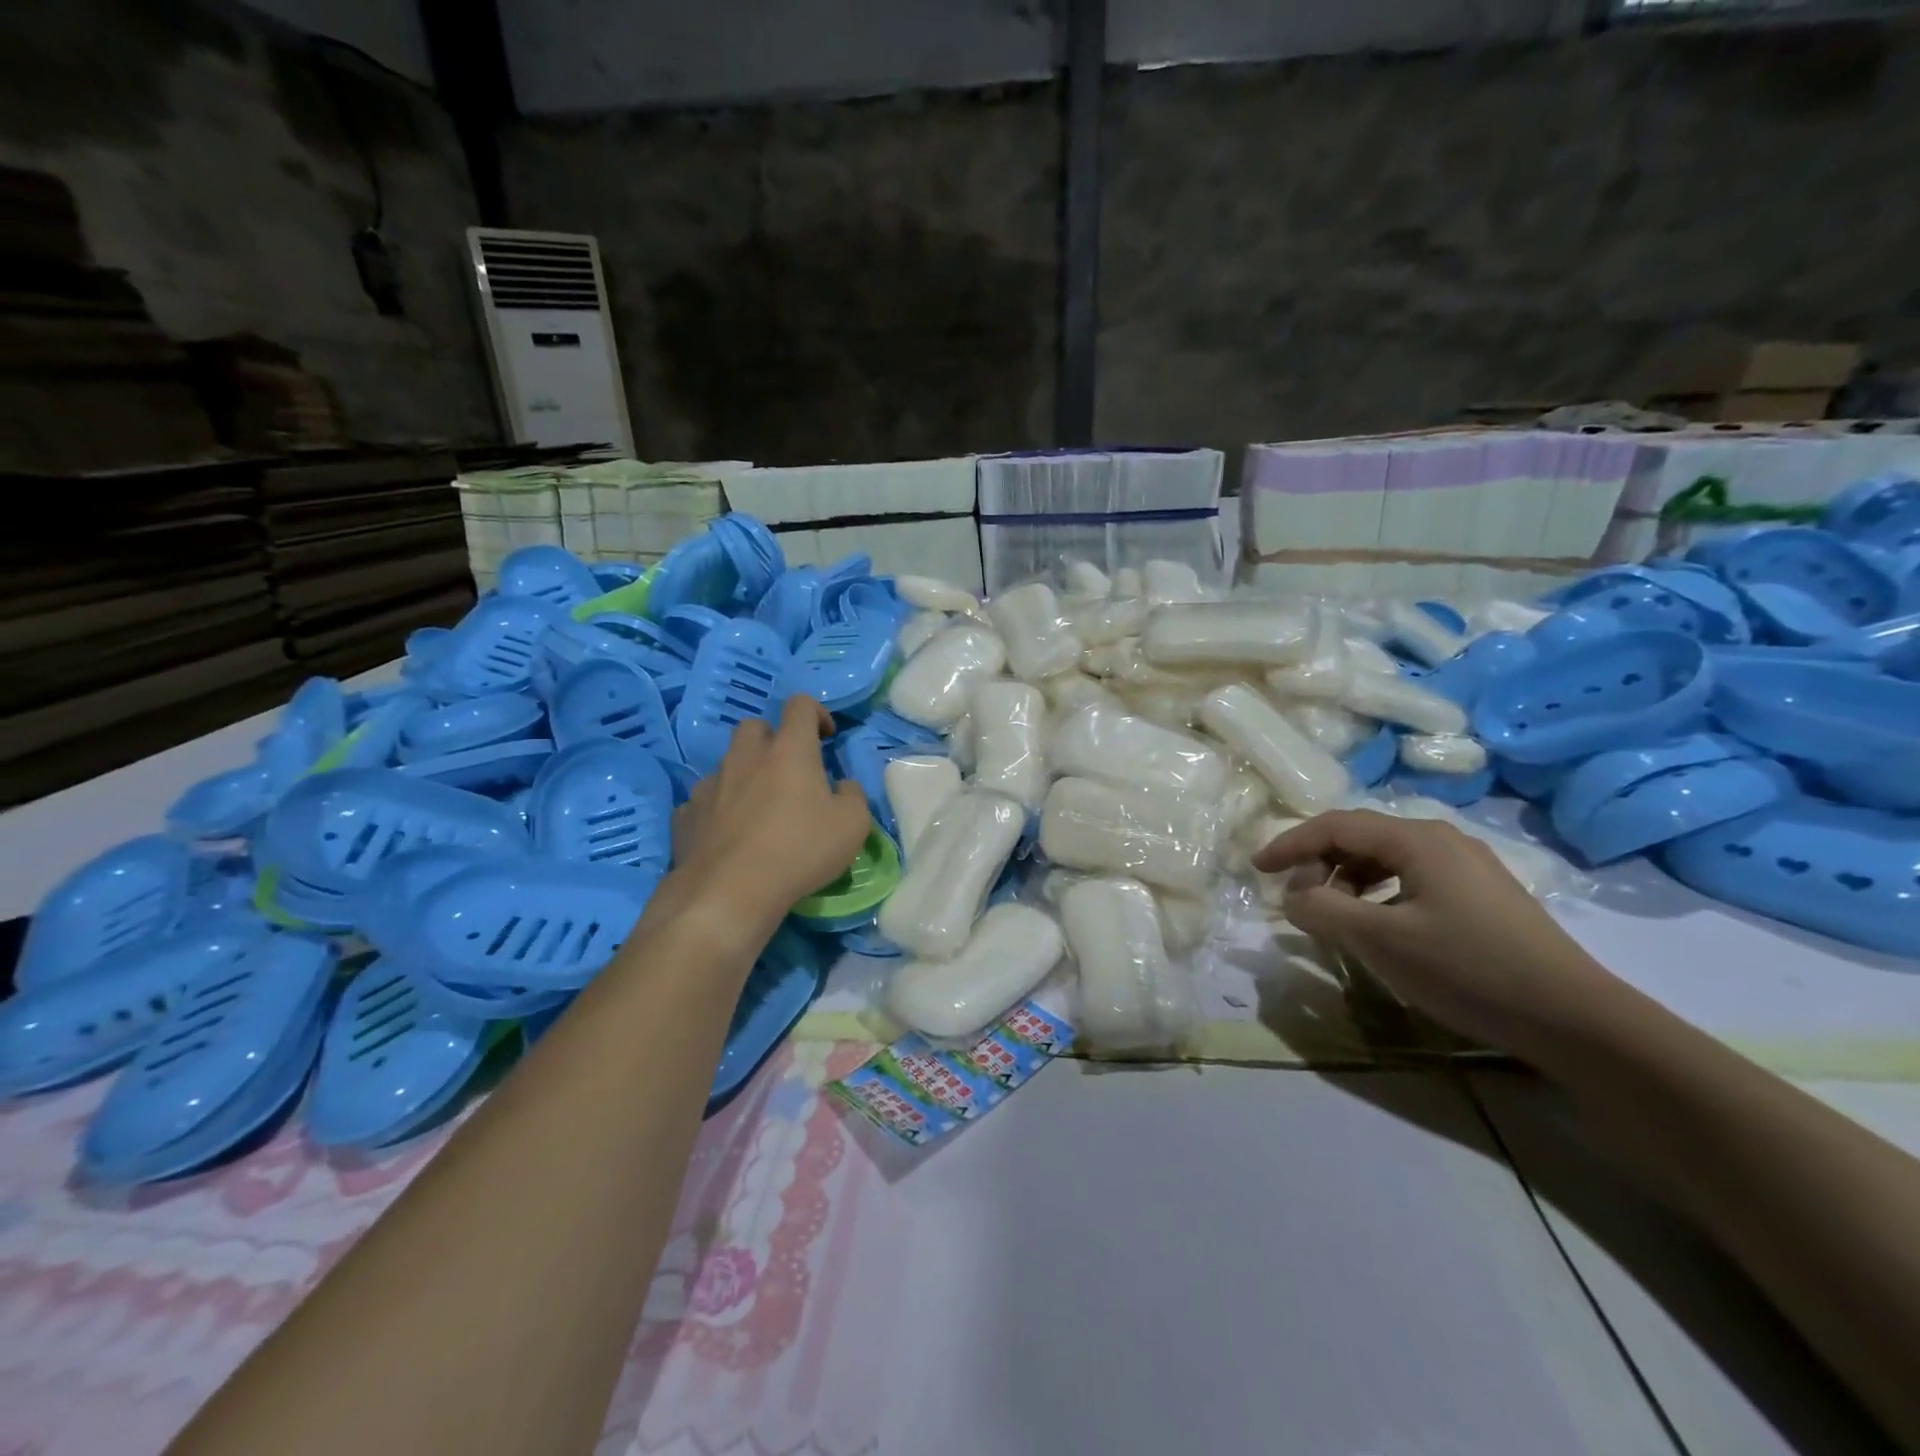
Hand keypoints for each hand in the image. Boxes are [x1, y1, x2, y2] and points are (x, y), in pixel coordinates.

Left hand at [663, 696, 870, 935]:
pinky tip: (728, 833)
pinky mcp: (687, 814)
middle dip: (773, 739)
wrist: (731, 891)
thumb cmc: (801, 850)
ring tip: (758, 806)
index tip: (826, 737)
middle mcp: (746, 757)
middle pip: (755, 727)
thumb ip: (853, 795)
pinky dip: (718, 807)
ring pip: (727, 763)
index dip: (816, 713)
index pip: (799, 705)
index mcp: (789, 750)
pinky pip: (704, 799)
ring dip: (745, 774)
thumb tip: (842, 786)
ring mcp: (711, 784)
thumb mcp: (853, 825)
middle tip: (789, 769)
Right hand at [1253, 809, 1620, 1060]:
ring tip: (1335, 918)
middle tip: (1298, 901)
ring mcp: (1468, 866)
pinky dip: (1379, 895)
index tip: (1256, 869)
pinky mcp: (1483, 896)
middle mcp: (1442, 839)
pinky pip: (1411, 879)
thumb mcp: (1380, 941)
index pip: (1335, 826)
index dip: (1289, 844)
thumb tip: (1293, 896)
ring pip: (1386, 860)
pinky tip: (1380, 928)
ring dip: (1348, 882)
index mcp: (1417, 839)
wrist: (1577, 1021)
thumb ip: (1322, 911)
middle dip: (1319, 864)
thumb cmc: (1469, 970)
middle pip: (1360, 838)